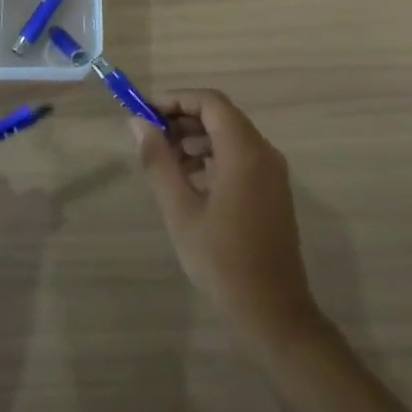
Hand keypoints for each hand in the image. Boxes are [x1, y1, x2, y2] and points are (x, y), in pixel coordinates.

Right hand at [132, 90, 325, 349]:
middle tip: (149, 138)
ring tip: (164, 161)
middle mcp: (264, 153)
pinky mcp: (272, 191)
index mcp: (244, 152)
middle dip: (182, 119)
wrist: (273, 312)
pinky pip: (240, 156)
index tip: (144, 112)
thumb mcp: (180, 210)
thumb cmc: (222, 261)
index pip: (209, 102)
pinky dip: (212, 156)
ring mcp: (272, 172)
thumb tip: (138, 123)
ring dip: (196, 139)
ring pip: (230, 136)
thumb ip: (158, 161)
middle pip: (221, 116)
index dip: (175, 99)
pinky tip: (189, 180)